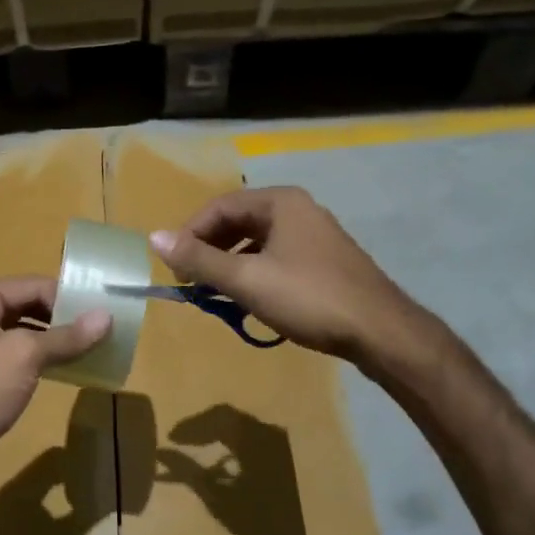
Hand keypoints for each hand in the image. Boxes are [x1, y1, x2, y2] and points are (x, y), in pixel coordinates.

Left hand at [0, 277, 108, 503]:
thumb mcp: (24, 356)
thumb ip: (66, 336)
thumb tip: (106, 316)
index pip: (33, 285)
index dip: (69, 297)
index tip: (106, 312)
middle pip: (27, 306)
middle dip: (64, 319)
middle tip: (104, 332)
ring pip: (23, 334)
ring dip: (55, 341)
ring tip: (93, 350)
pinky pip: (16, 359)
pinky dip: (41, 362)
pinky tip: (66, 371)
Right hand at [148, 187, 425, 368]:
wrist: (381, 332)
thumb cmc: (309, 299)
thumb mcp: (246, 279)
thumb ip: (199, 259)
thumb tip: (153, 237)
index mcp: (279, 202)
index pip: (218, 207)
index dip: (189, 234)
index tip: (174, 267)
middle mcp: (297, 209)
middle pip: (236, 221)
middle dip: (208, 249)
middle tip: (190, 281)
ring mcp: (313, 235)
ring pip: (255, 241)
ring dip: (228, 264)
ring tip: (212, 292)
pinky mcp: (322, 260)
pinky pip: (274, 257)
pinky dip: (252, 273)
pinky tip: (246, 299)